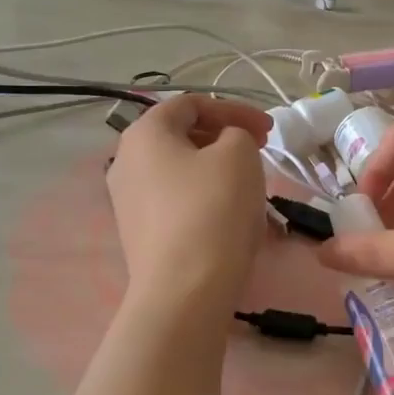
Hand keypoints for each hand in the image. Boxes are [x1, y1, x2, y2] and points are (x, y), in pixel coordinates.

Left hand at [107, 96, 270, 306]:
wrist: (185, 290)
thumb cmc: (213, 208)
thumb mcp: (239, 154)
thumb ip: (237, 133)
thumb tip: (227, 144)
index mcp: (144, 133)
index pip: (190, 104)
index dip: (234, 109)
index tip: (268, 130)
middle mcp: (126, 162)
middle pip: (181, 136)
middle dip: (224, 137)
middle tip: (260, 151)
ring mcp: (128, 201)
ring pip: (180, 170)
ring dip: (216, 168)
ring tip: (249, 184)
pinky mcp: (139, 234)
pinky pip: (176, 201)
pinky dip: (204, 197)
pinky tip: (230, 216)